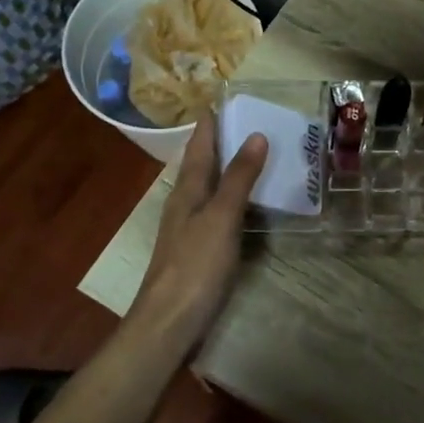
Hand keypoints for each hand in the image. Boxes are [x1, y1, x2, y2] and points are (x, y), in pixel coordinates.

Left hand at [127, 116, 266, 348]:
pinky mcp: (196, 251)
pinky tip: (242, 205)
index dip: (209, 124)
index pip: (199, 147)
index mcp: (187, 190)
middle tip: (244, 122)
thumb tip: (255, 134)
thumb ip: (239, 178)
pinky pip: (214, 212)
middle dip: (218, 143)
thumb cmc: (195, 266)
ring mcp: (187, 229)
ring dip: (224, 170)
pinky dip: (229, 198)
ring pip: (206, 188)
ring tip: (249, 155)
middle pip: (200, 165)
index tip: (221, 99)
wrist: (169, 323)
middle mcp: (184, 204)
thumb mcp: (221, 217)